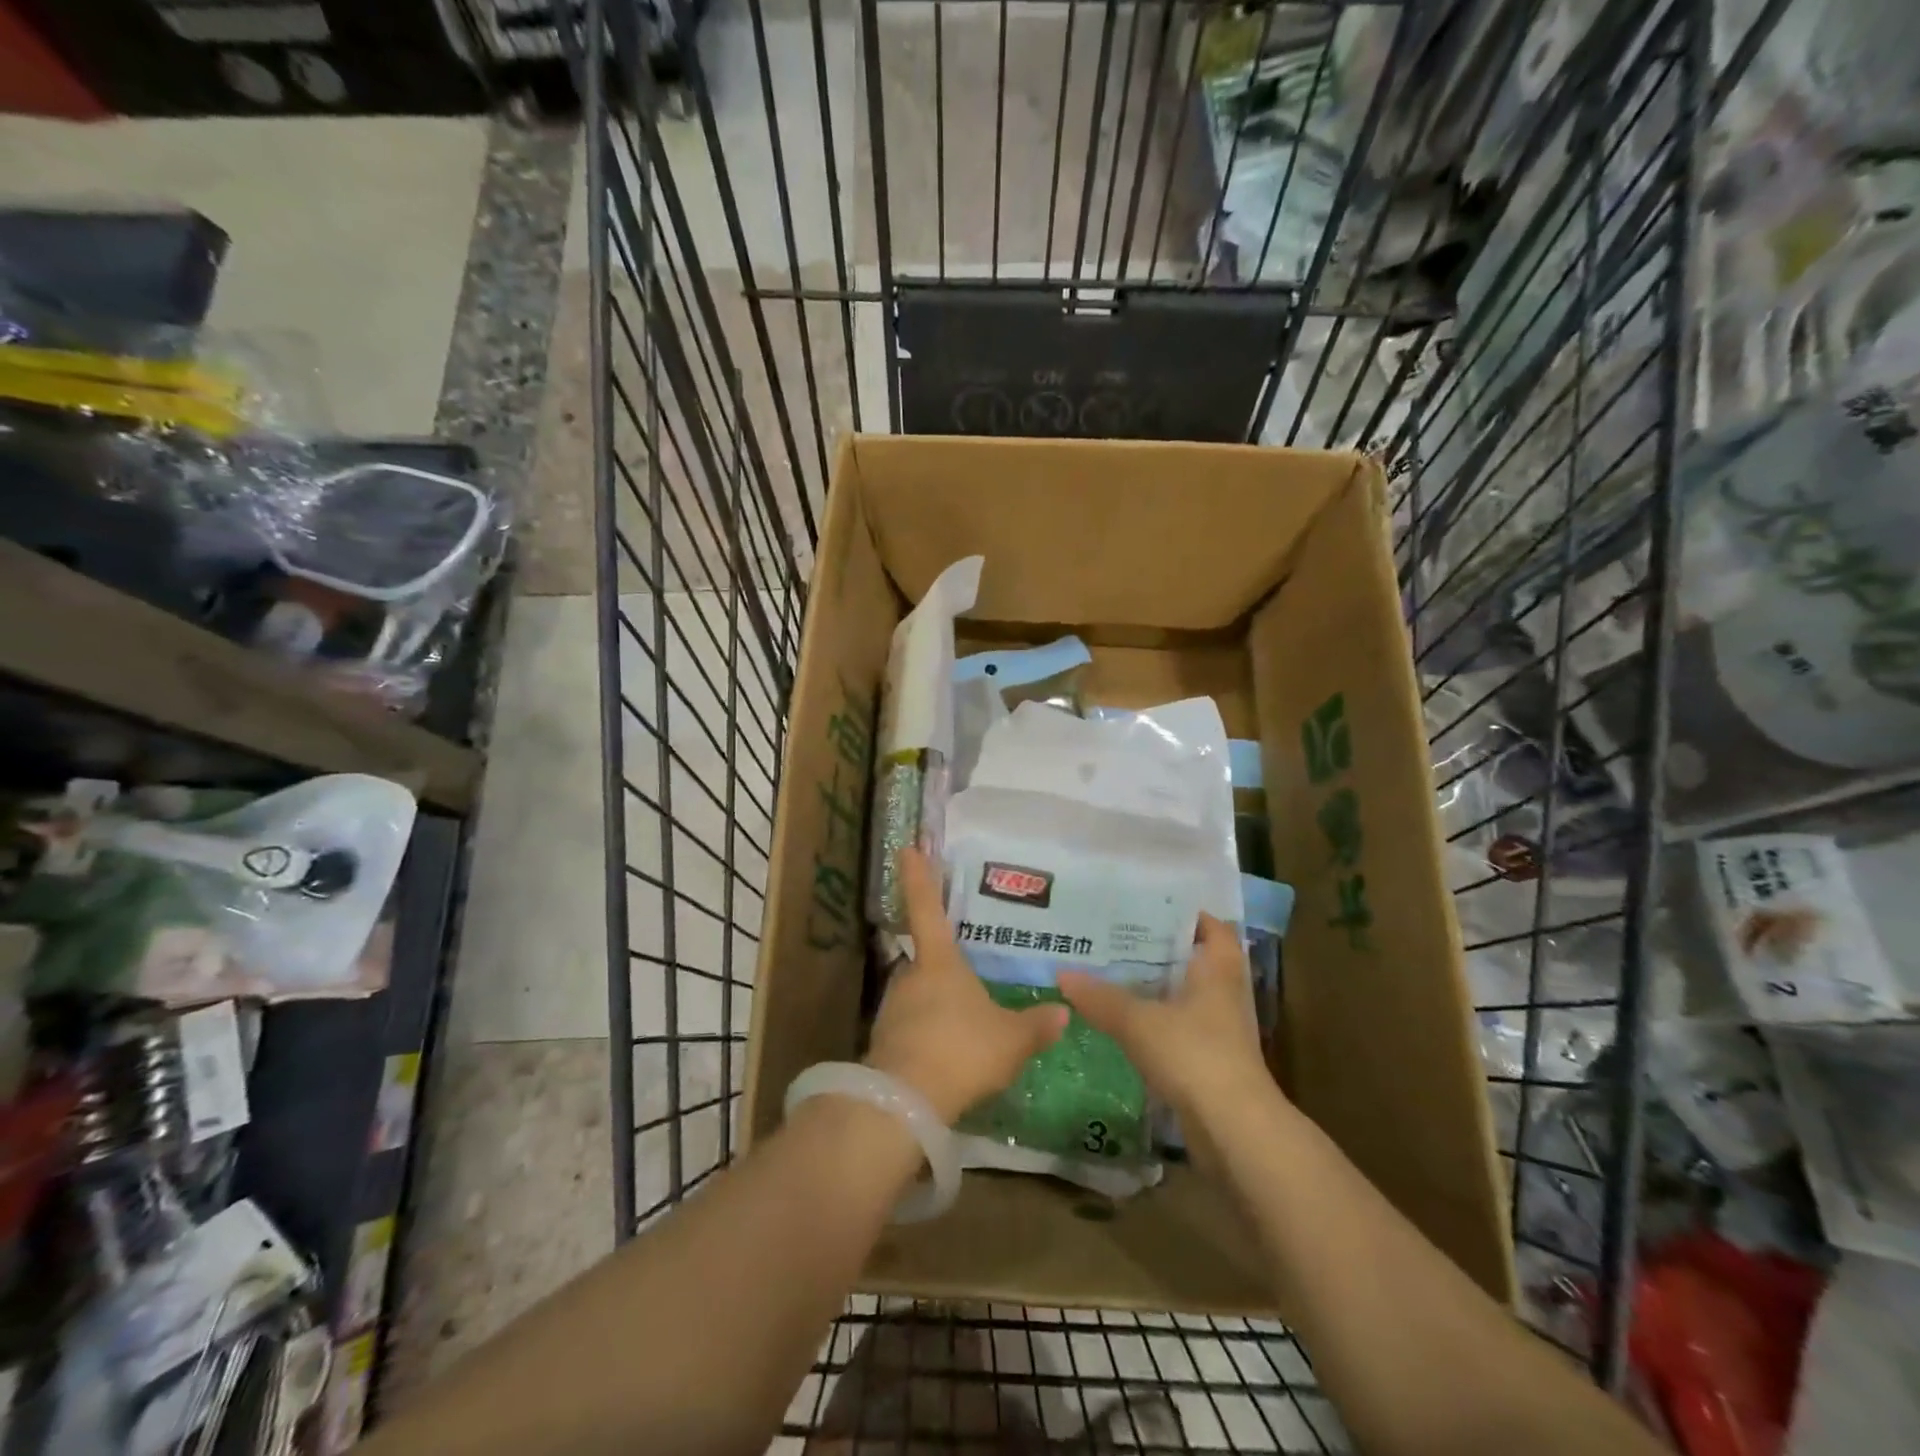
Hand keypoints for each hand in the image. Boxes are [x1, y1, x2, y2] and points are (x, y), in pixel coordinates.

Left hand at [865, 848, 1068, 1123]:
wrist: (906, 1101)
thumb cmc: (962, 1050)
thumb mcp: (1011, 1040)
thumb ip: (1036, 1025)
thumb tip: (1063, 1010)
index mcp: (940, 963)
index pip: (927, 909)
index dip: (920, 877)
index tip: (908, 847)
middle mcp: (911, 976)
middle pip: (927, 960)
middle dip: (945, 968)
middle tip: (968, 980)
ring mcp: (893, 1008)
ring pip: (919, 996)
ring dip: (938, 1005)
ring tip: (964, 1027)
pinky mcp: (885, 1041)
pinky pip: (912, 1027)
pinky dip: (928, 1034)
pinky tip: (948, 1055)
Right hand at [1057, 914, 1277, 1133]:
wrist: (1234, 1130)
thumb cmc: (1194, 1054)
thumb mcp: (1138, 1021)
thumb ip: (1100, 997)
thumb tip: (1062, 973)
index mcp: (1218, 969)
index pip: (1213, 927)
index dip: (1188, 914)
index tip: (1150, 906)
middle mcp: (1226, 993)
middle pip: (1197, 960)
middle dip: (1163, 949)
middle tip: (1120, 936)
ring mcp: (1222, 1030)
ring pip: (1188, 995)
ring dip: (1159, 986)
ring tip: (1116, 973)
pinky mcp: (1213, 1062)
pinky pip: (1182, 1028)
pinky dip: (1159, 1020)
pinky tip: (1128, 1021)